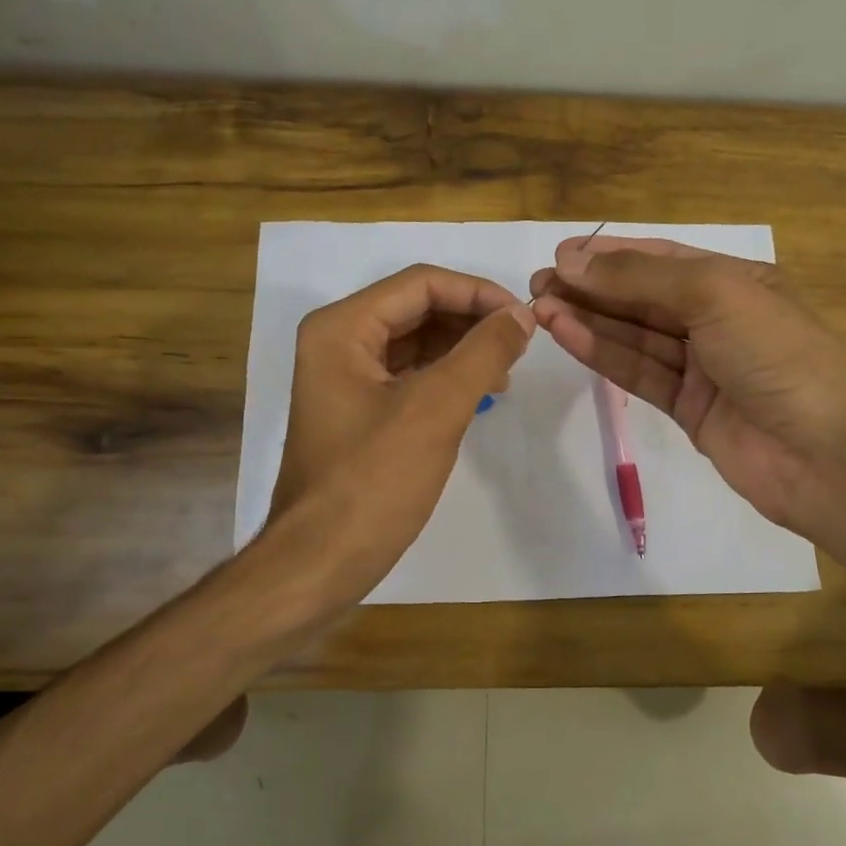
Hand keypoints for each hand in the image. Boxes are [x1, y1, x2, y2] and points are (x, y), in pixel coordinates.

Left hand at [266, 263, 534, 606]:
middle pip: (417, 308)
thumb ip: (483, 353)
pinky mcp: (359, 410)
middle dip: (472, 321)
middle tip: (520, 346)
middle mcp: (338, 341)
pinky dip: (447, 377)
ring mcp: (346, 377)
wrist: (320, 561)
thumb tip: (521, 316)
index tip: (525, 319)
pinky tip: (480, 393)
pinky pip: (410, 375)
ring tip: (506, 372)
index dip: (478, 293)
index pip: (421, 283)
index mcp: (342, 328)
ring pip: (416, 342)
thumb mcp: (436, 409)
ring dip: (463, 349)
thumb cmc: (374, 481)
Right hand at [528, 237, 845, 543]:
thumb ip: (640, 279)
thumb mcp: (714, 296)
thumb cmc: (776, 355)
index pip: (664, 260)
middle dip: (592, 288)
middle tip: (538, 283)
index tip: (561, 254)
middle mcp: (718, 319)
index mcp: (737, 282)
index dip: (611, 255)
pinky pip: (639, 372)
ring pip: (635, 336)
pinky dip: (603, 353)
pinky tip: (566, 334)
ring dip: (589, 319)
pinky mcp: (687, 407)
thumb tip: (573, 261)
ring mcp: (702, 366)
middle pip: (644, 298)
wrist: (821, 454)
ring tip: (539, 307)